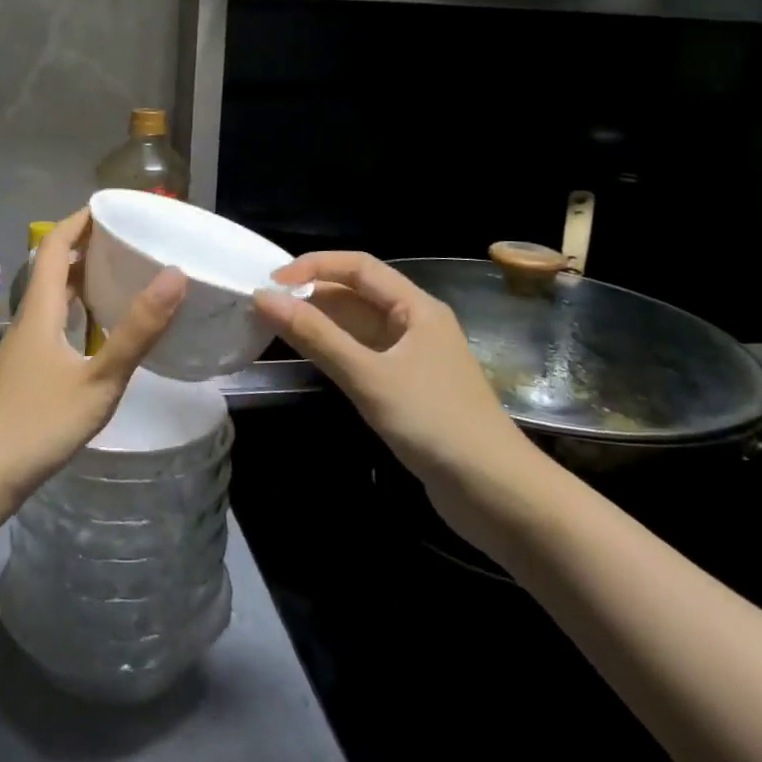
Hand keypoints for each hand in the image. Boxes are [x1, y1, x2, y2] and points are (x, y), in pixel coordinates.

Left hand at [0, 208, 185, 532]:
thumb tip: (174, 274)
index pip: (56, 247)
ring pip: (53, 299)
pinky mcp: (24, 373)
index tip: (110, 206)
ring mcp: (22, 348)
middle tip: (127, 240)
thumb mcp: (97, 379)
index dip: (79, 221)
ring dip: (81, 280)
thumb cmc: (37, 424)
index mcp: (41, 310)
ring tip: (119, 276)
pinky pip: (53, 324)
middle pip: (54, 269)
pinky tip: (97, 332)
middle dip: (86, 247)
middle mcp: (28, 320)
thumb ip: (136, 331)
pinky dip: (77, 313)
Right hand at [254, 252, 542, 493]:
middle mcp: (415, 323)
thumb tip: (263, 297)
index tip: (271, 282)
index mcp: (416, 307)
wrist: (498, 495)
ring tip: (276, 327)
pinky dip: (334, 350)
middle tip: (265, 306)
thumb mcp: (369, 377)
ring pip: (358, 325)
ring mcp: (412, 357)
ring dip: (321, 322)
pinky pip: (363, 354)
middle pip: (357, 293)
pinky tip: (309, 358)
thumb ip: (316, 336)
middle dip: (312, 294)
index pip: (358, 266)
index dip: (313, 266)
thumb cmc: (435, 423)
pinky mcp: (407, 388)